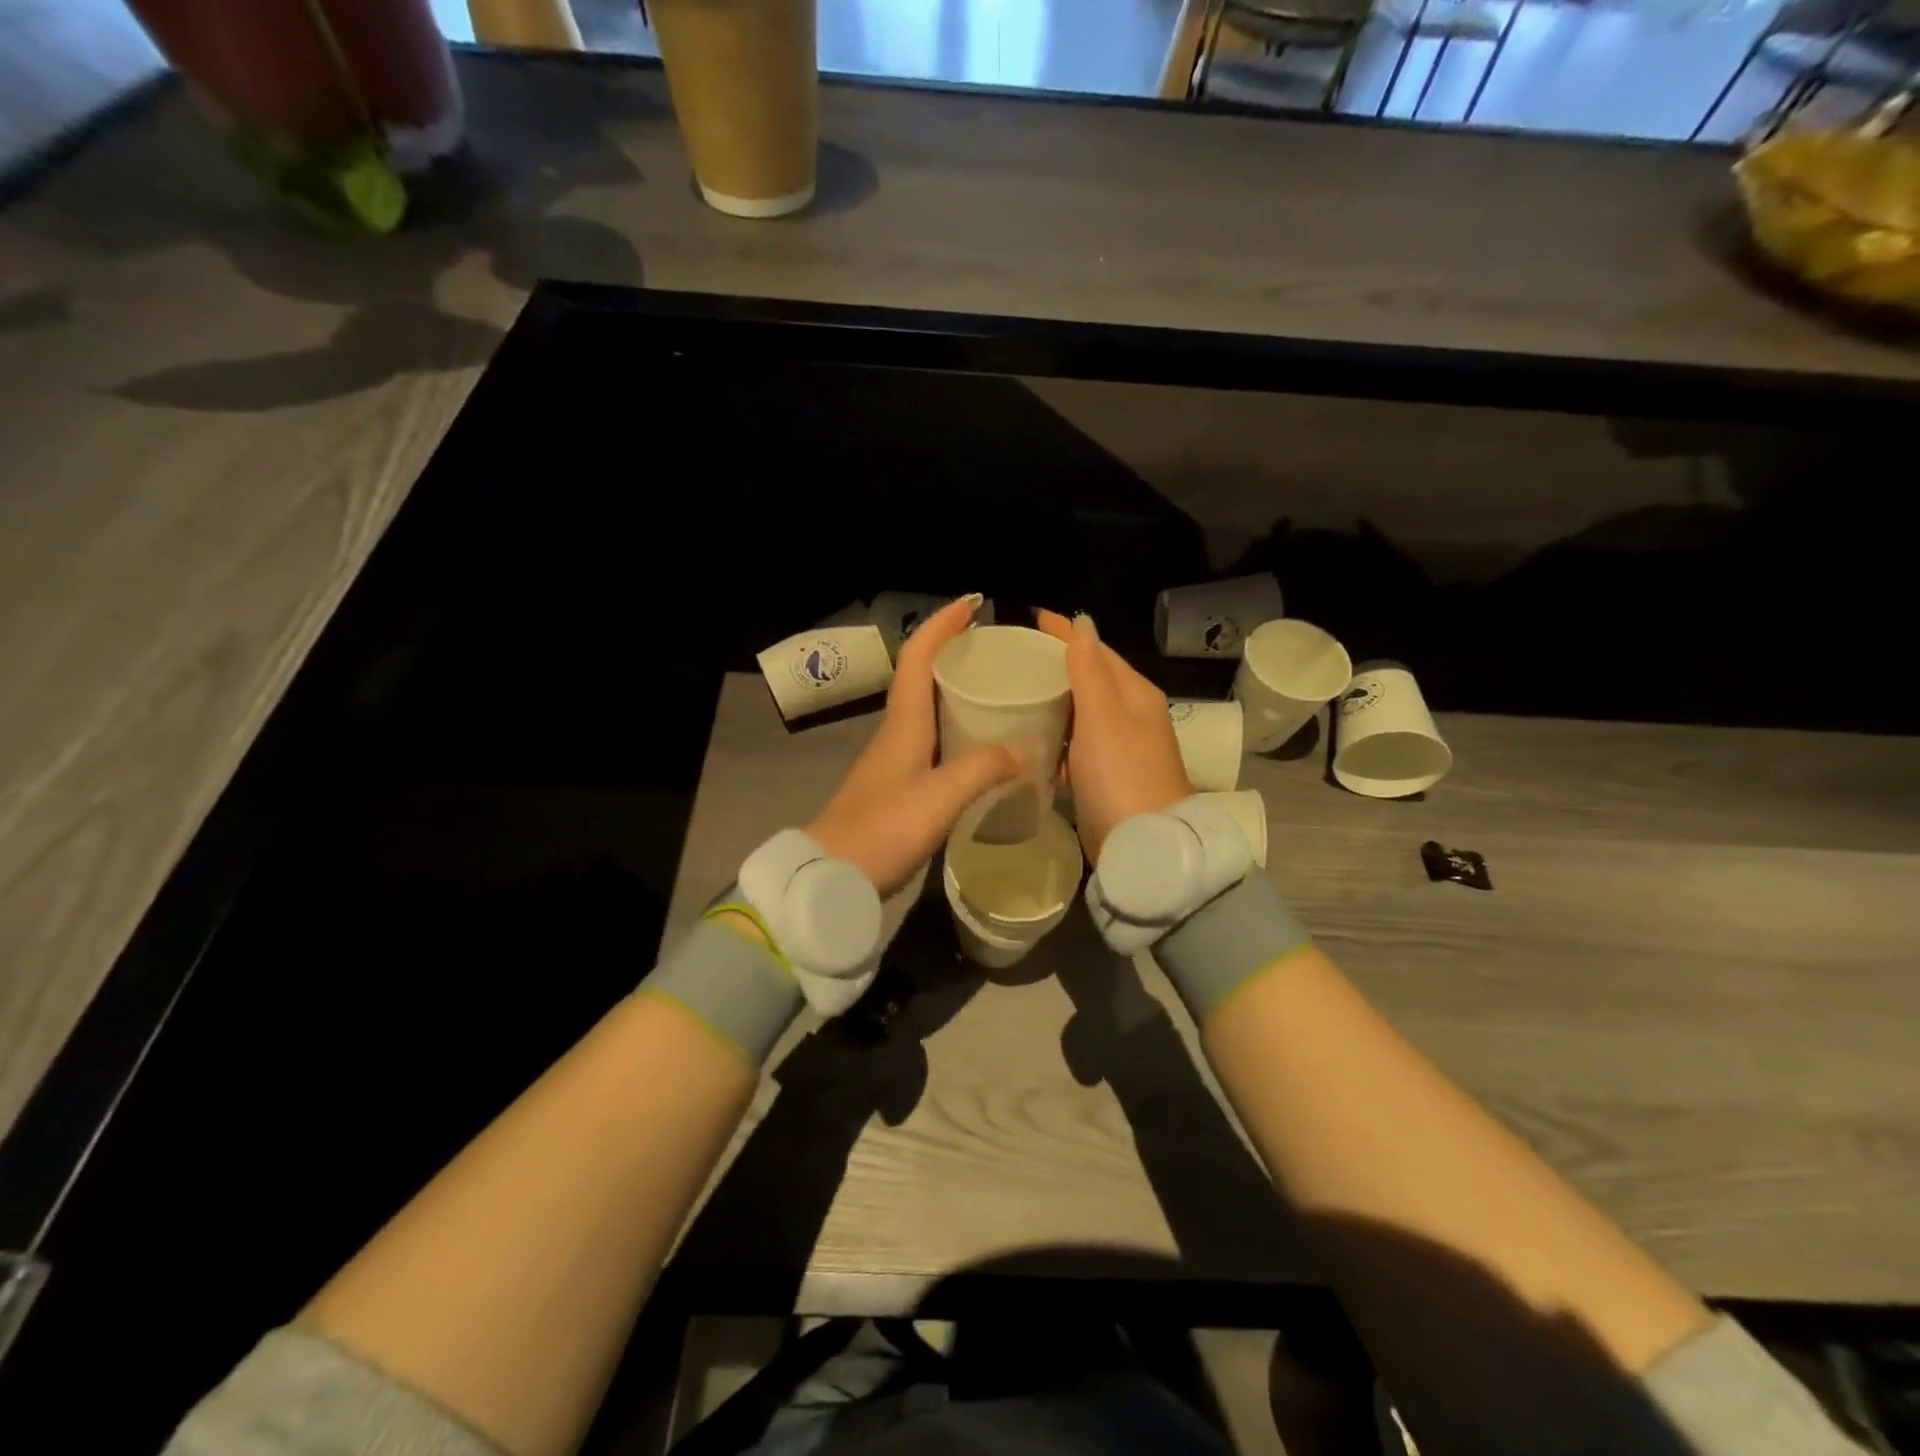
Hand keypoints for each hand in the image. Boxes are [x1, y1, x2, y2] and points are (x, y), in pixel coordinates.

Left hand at [809, 595, 1019, 896]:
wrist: (830, 877)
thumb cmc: (881, 830)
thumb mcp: (938, 799)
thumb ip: (982, 770)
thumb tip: (1021, 752)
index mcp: (903, 723)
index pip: (918, 656)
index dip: (944, 625)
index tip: (974, 603)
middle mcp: (897, 732)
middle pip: (923, 676)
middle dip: (956, 653)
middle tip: (999, 652)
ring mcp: (895, 759)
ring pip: (929, 709)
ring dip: (958, 691)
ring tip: (1000, 692)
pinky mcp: (898, 785)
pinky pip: (933, 741)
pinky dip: (958, 730)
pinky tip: (983, 748)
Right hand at [1035, 610, 1191, 862]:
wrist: (1143, 843)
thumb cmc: (1121, 772)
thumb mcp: (1102, 714)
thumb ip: (1089, 670)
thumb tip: (1083, 623)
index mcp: (1135, 694)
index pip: (1097, 651)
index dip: (1067, 633)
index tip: (1033, 618)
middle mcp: (1131, 716)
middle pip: (1091, 681)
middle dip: (1058, 666)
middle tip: (1015, 657)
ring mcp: (1119, 749)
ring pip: (1081, 715)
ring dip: (1054, 703)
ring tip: (1014, 693)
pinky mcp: (1105, 778)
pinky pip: (1076, 747)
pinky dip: (1056, 739)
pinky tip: (1030, 739)